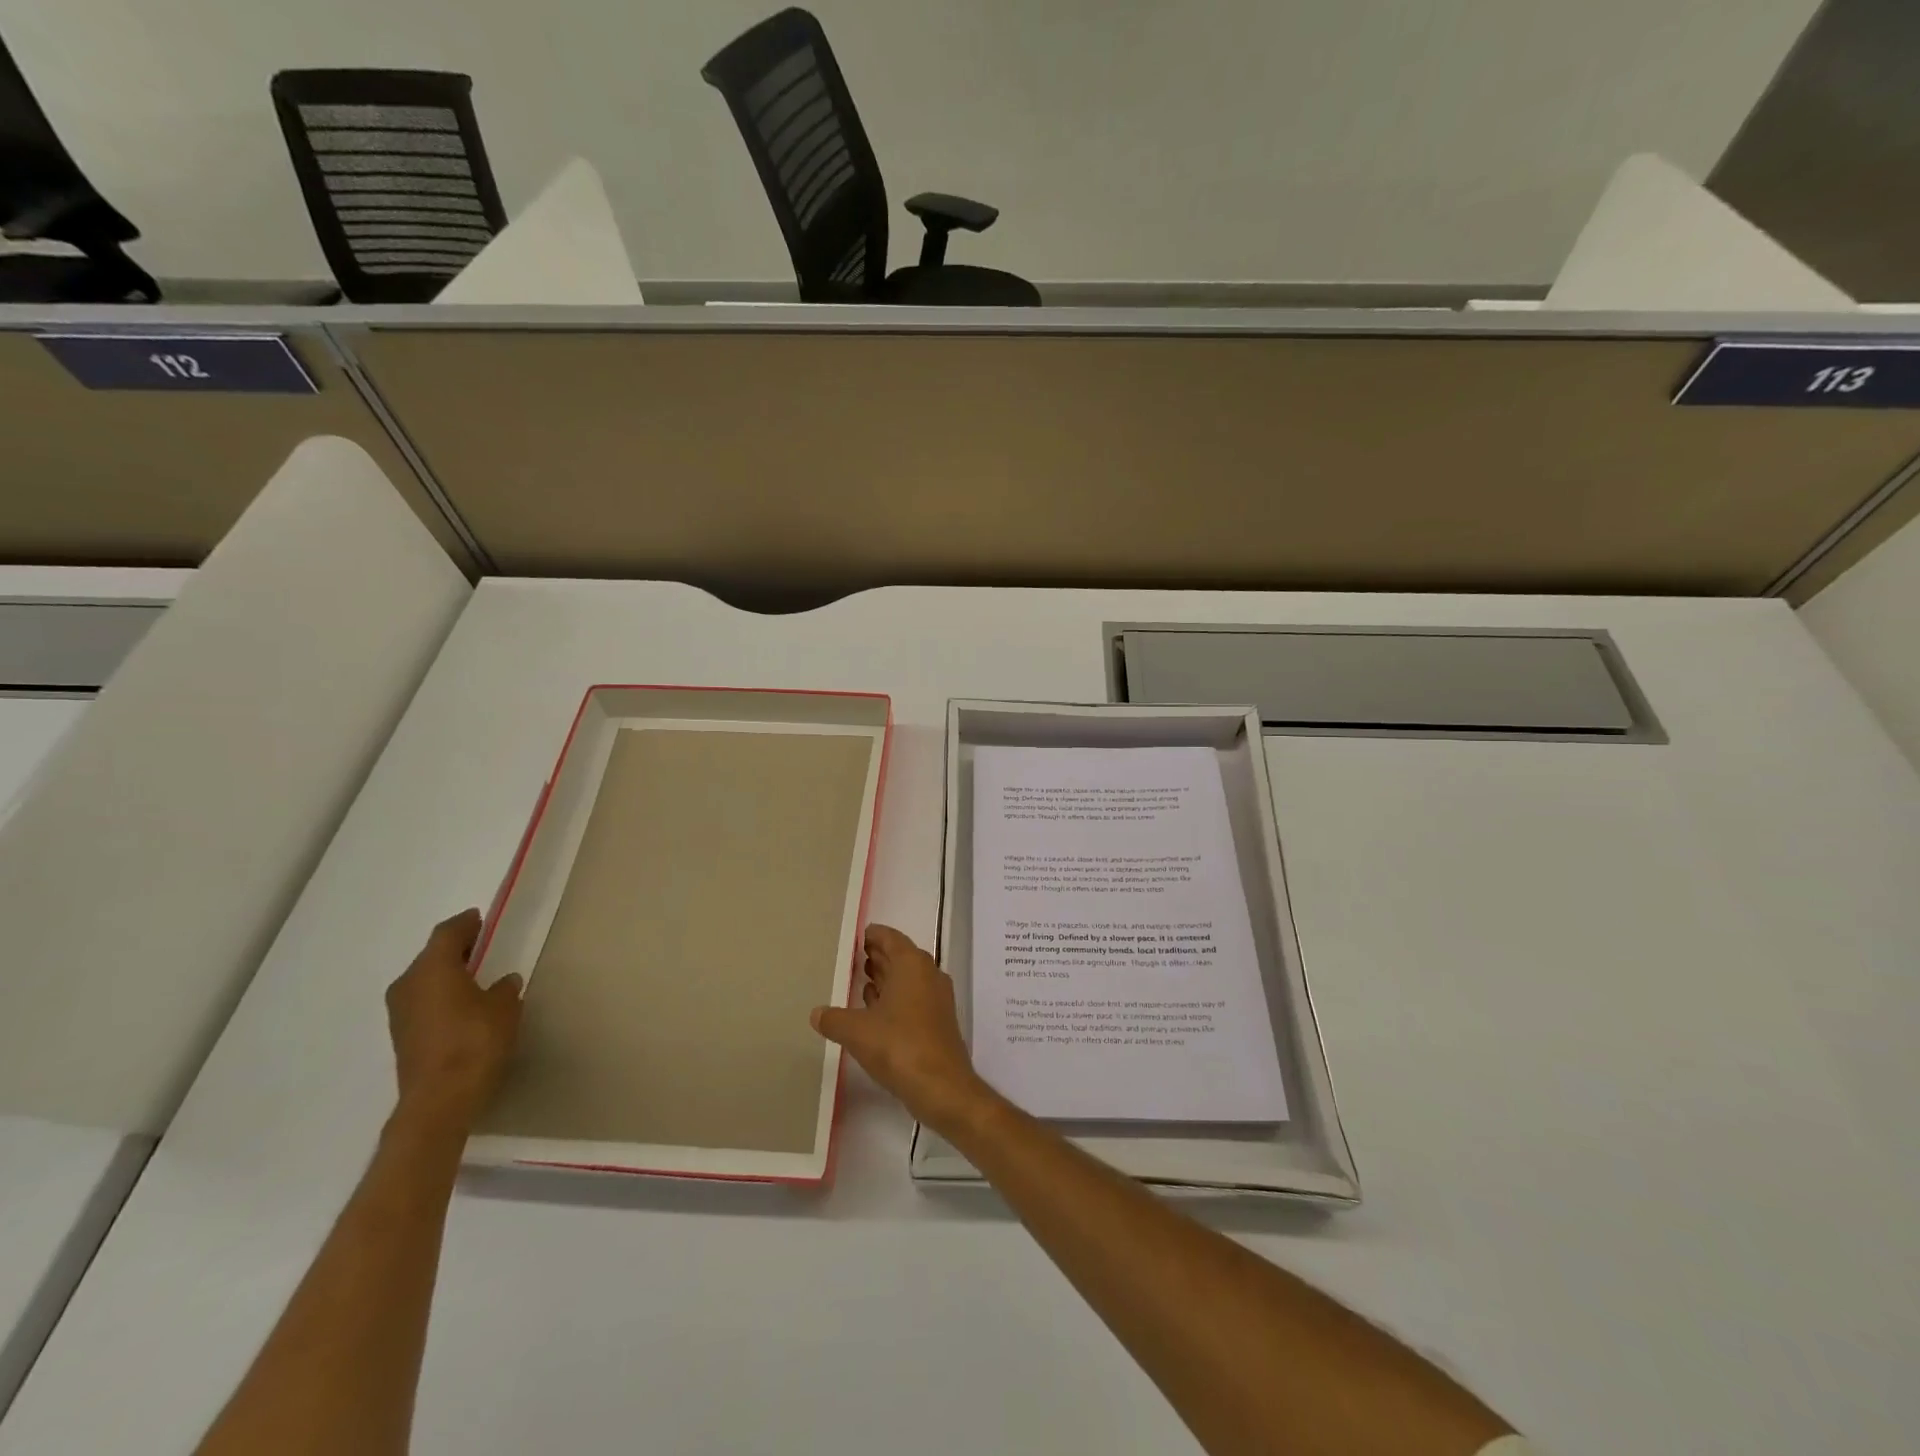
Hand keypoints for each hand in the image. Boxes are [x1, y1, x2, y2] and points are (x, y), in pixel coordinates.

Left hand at [385, 909, 523, 1133]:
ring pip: (425, 980)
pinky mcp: (402, 1036)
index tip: (481, 919)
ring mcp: (400, 1013)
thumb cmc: (475, 1042)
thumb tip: (503, 981)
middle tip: (483, 946)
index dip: (466, 923)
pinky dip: (441, 995)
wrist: (440, 1100)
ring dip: (447, 974)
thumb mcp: (505, 1007)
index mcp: (432, 969)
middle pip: (431, 956)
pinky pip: (423, 1001)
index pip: (447, 933)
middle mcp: (408, 985)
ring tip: (475, 977)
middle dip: (456, 949)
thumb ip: (505, 987)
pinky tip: (462, 1005)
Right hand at [812, 925, 988, 1129]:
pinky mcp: (938, 1022)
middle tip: (854, 958)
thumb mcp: (856, 1031)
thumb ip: (833, 1019)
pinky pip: (913, 999)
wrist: (941, 1086)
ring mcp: (937, 999)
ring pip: (908, 979)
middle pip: (900, 956)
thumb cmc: (898, 1046)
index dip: (873, 935)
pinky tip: (876, 1013)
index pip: (891, 938)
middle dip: (878, 956)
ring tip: (861, 982)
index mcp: (912, 964)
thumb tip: (816, 1013)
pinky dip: (895, 999)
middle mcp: (928, 974)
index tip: (857, 936)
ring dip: (886, 978)